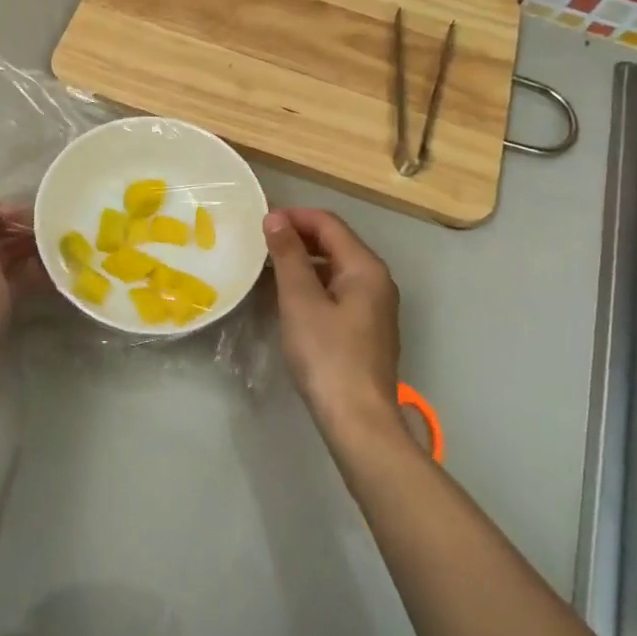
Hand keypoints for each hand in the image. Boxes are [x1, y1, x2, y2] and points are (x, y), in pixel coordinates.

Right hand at [263, 208, 402, 440]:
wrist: (358, 419)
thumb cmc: (327, 354)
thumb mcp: (300, 300)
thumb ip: (288, 255)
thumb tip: (275, 217)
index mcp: (365, 267)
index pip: (329, 223)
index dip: (294, 216)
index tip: (259, 222)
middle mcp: (377, 280)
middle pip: (336, 243)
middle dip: (298, 236)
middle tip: (260, 243)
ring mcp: (375, 307)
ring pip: (336, 268)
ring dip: (304, 261)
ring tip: (269, 267)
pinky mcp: (367, 329)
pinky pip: (338, 291)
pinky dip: (313, 284)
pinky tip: (289, 298)